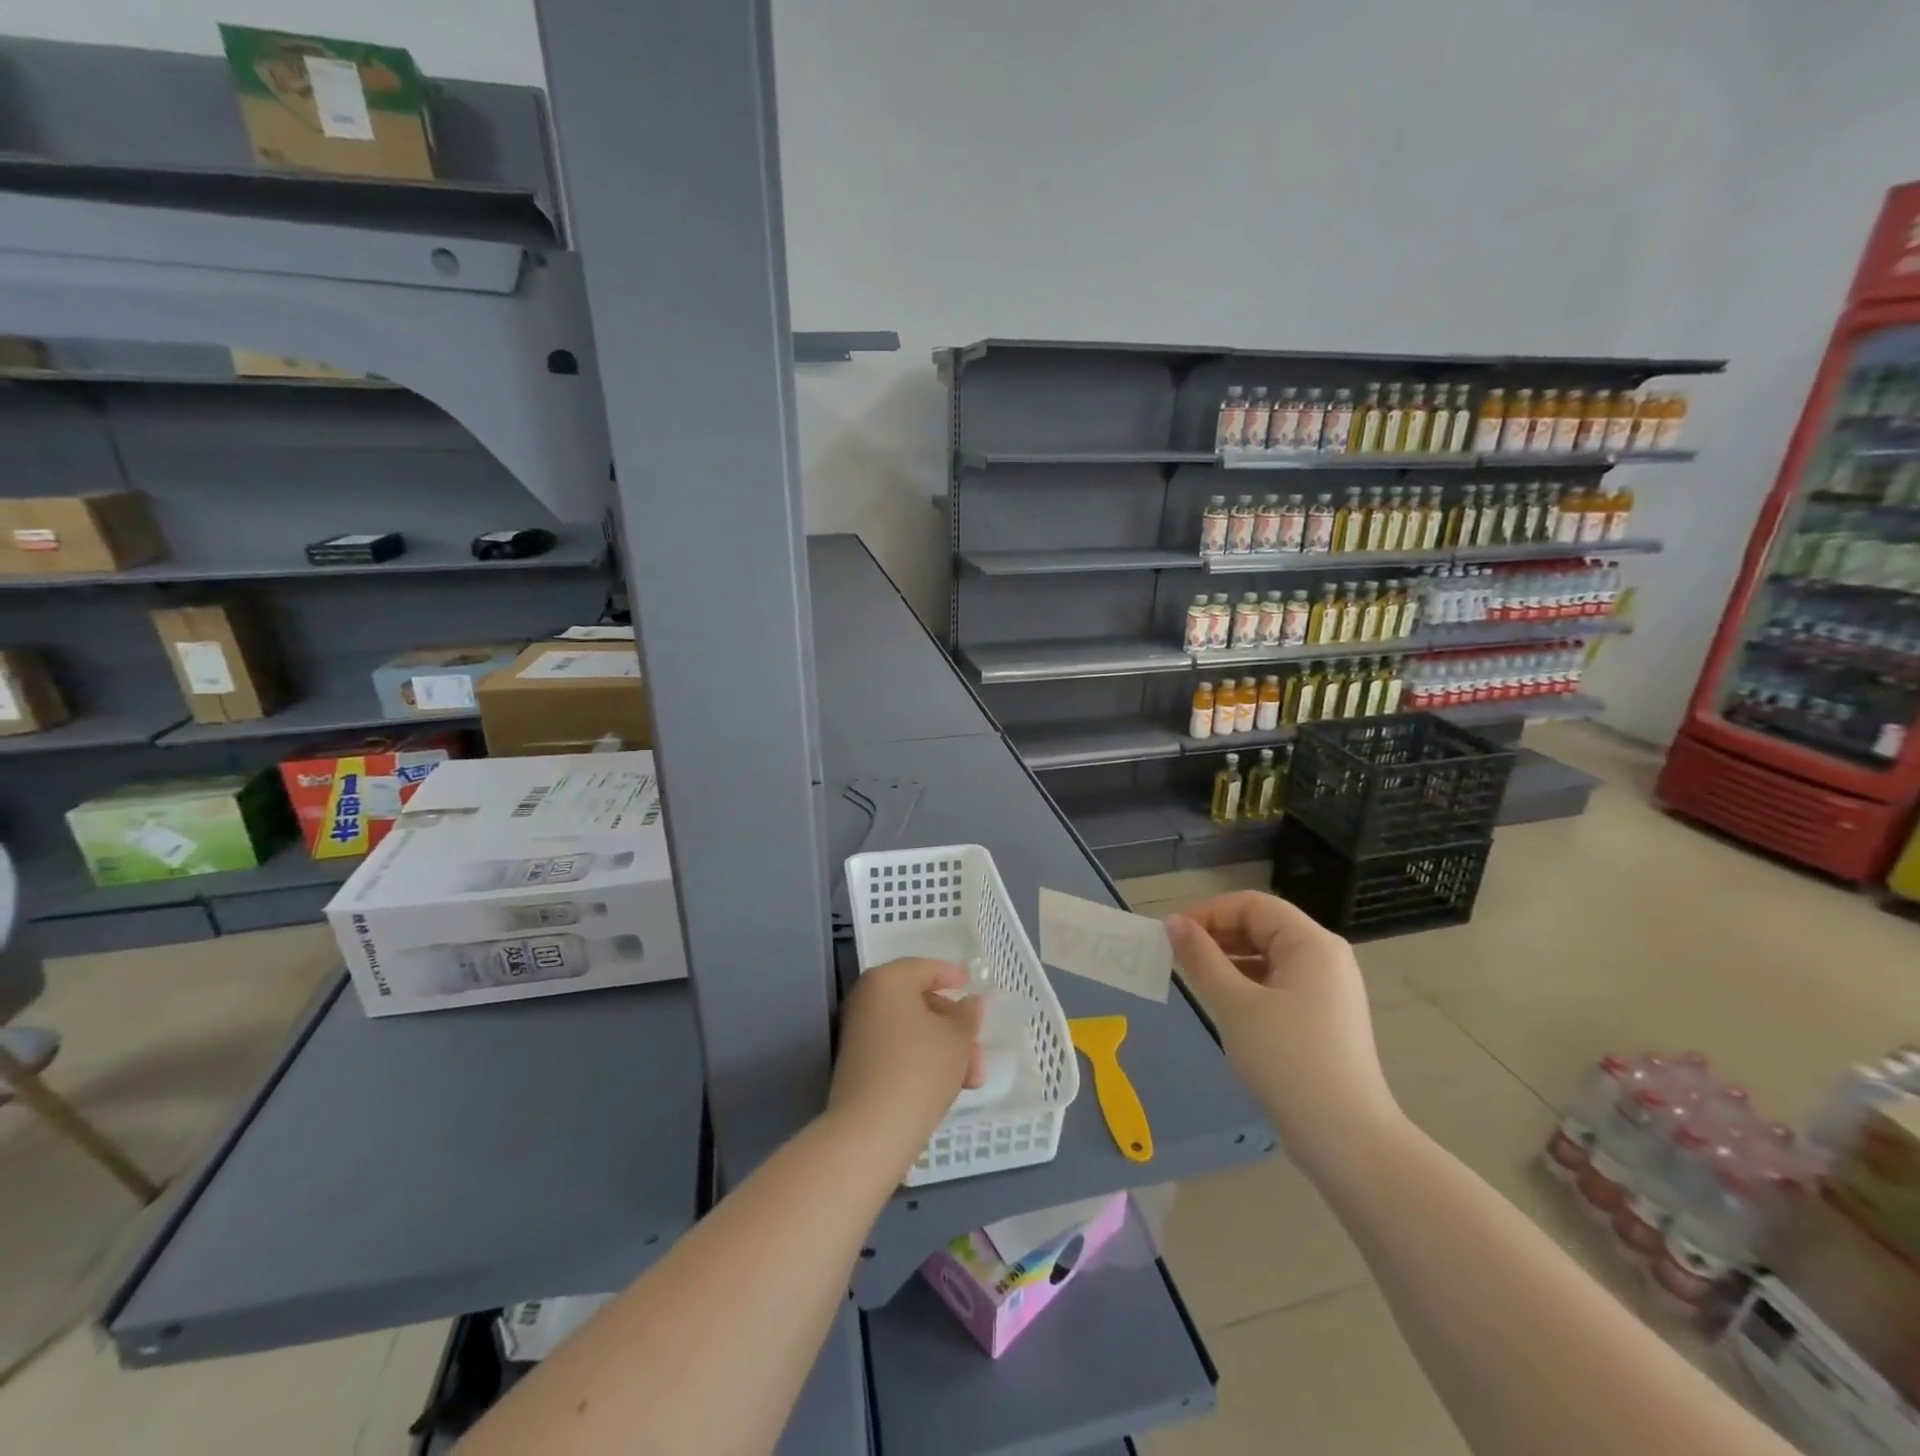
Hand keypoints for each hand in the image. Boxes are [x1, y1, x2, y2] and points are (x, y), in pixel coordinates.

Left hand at [829, 958, 983, 1166]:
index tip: (973, 987)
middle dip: (954, 1026)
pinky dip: (923, 1060)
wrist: (871, 1131)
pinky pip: (897, 1051)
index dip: (953, 976)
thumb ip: (968, 1015)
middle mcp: (868, 999)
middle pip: (919, 1003)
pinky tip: (949, 1086)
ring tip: (973, 1078)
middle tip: (979, 1047)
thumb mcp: (957, 1039)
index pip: (926, 968)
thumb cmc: (920, 1069)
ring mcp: (859, 1033)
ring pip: (912, 1031)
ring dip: (944, 1048)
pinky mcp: (858, 1065)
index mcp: (888, 980)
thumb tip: (971, 1003)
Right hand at [1166, 892, 1399, 1170]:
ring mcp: (1327, 989)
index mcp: (1311, 943)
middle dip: (1217, 936)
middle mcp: (1325, 957)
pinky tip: (1224, 1004)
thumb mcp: (1234, 1005)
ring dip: (1228, 960)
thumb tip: (1173, 923)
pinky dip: (1247, 984)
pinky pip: (1277, 983)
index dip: (1208, 912)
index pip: (1252, 905)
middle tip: (1177, 957)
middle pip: (1262, 926)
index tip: (1172, 935)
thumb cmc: (1287, 1061)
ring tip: (1194, 980)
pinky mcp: (1323, 1017)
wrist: (1347, 1140)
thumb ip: (1201, 958)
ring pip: (1267, 956)